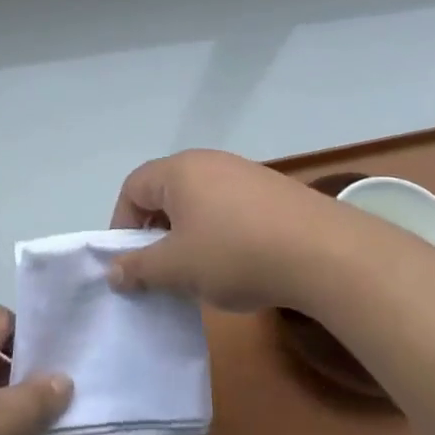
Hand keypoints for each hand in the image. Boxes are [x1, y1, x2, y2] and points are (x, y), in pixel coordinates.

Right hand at [106, 149, 360, 311]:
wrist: (320, 250)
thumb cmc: (234, 253)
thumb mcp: (177, 268)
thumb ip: (139, 267)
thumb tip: (114, 269)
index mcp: (179, 170)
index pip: (133, 188)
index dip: (122, 226)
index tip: (130, 264)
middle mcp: (209, 161)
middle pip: (166, 192)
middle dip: (156, 232)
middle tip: (162, 271)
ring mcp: (243, 172)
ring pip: (199, 202)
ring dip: (189, 235)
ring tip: (200, 273)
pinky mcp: (271, 189)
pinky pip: (229, 207)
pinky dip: (220, 233)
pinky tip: (237, 264)